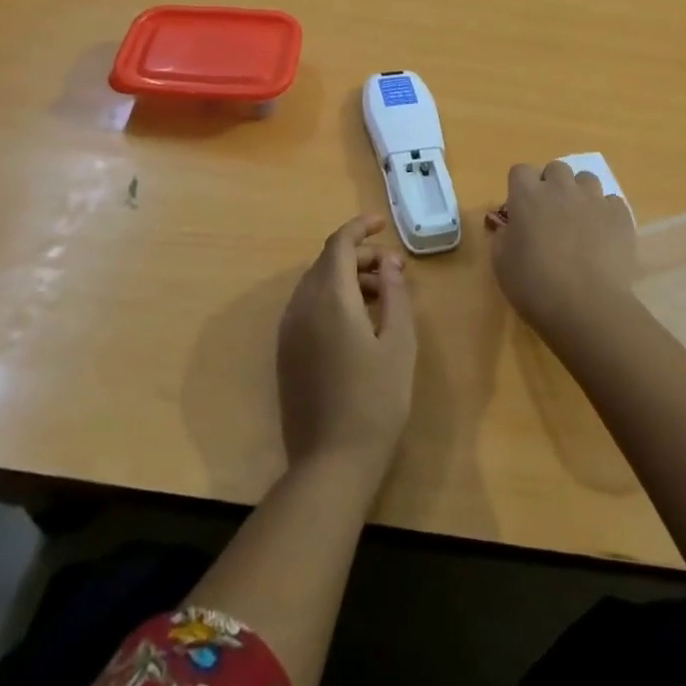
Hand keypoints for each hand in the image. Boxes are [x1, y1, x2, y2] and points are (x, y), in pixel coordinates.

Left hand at [276, 214, 417, 485]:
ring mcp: (289, 330)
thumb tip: (389, 261)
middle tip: (393, 270)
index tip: (382, 224)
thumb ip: (395, 294)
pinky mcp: (286, 352)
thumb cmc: (376, 399)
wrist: (331, 462)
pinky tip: (358, 322)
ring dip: (346, 279)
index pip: (338, 244)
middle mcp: (301, 306)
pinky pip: (307, 307)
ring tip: (382, 297)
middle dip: (359, 256)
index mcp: (329, 297)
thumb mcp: (399, 343)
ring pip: (316, 285)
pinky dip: (332, 299)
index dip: (360, 228)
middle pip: (327, 262)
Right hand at [492, 162, 638, 337]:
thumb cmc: (535, 286)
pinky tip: (603, 236)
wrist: (587, 307)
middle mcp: (561, 188)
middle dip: (552, 185)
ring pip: (586, 180)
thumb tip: (511, 228)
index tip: (521, 208)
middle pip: (556, 168)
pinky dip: (606, 213)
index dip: (520, 187)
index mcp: (527, 196)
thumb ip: (503, 237)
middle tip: (551, 213)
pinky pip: (612, 202)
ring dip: (580, 194)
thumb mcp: (501, 264)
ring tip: (580, 221)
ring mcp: (594, 200)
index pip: (520, 171)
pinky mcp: (620, 216)